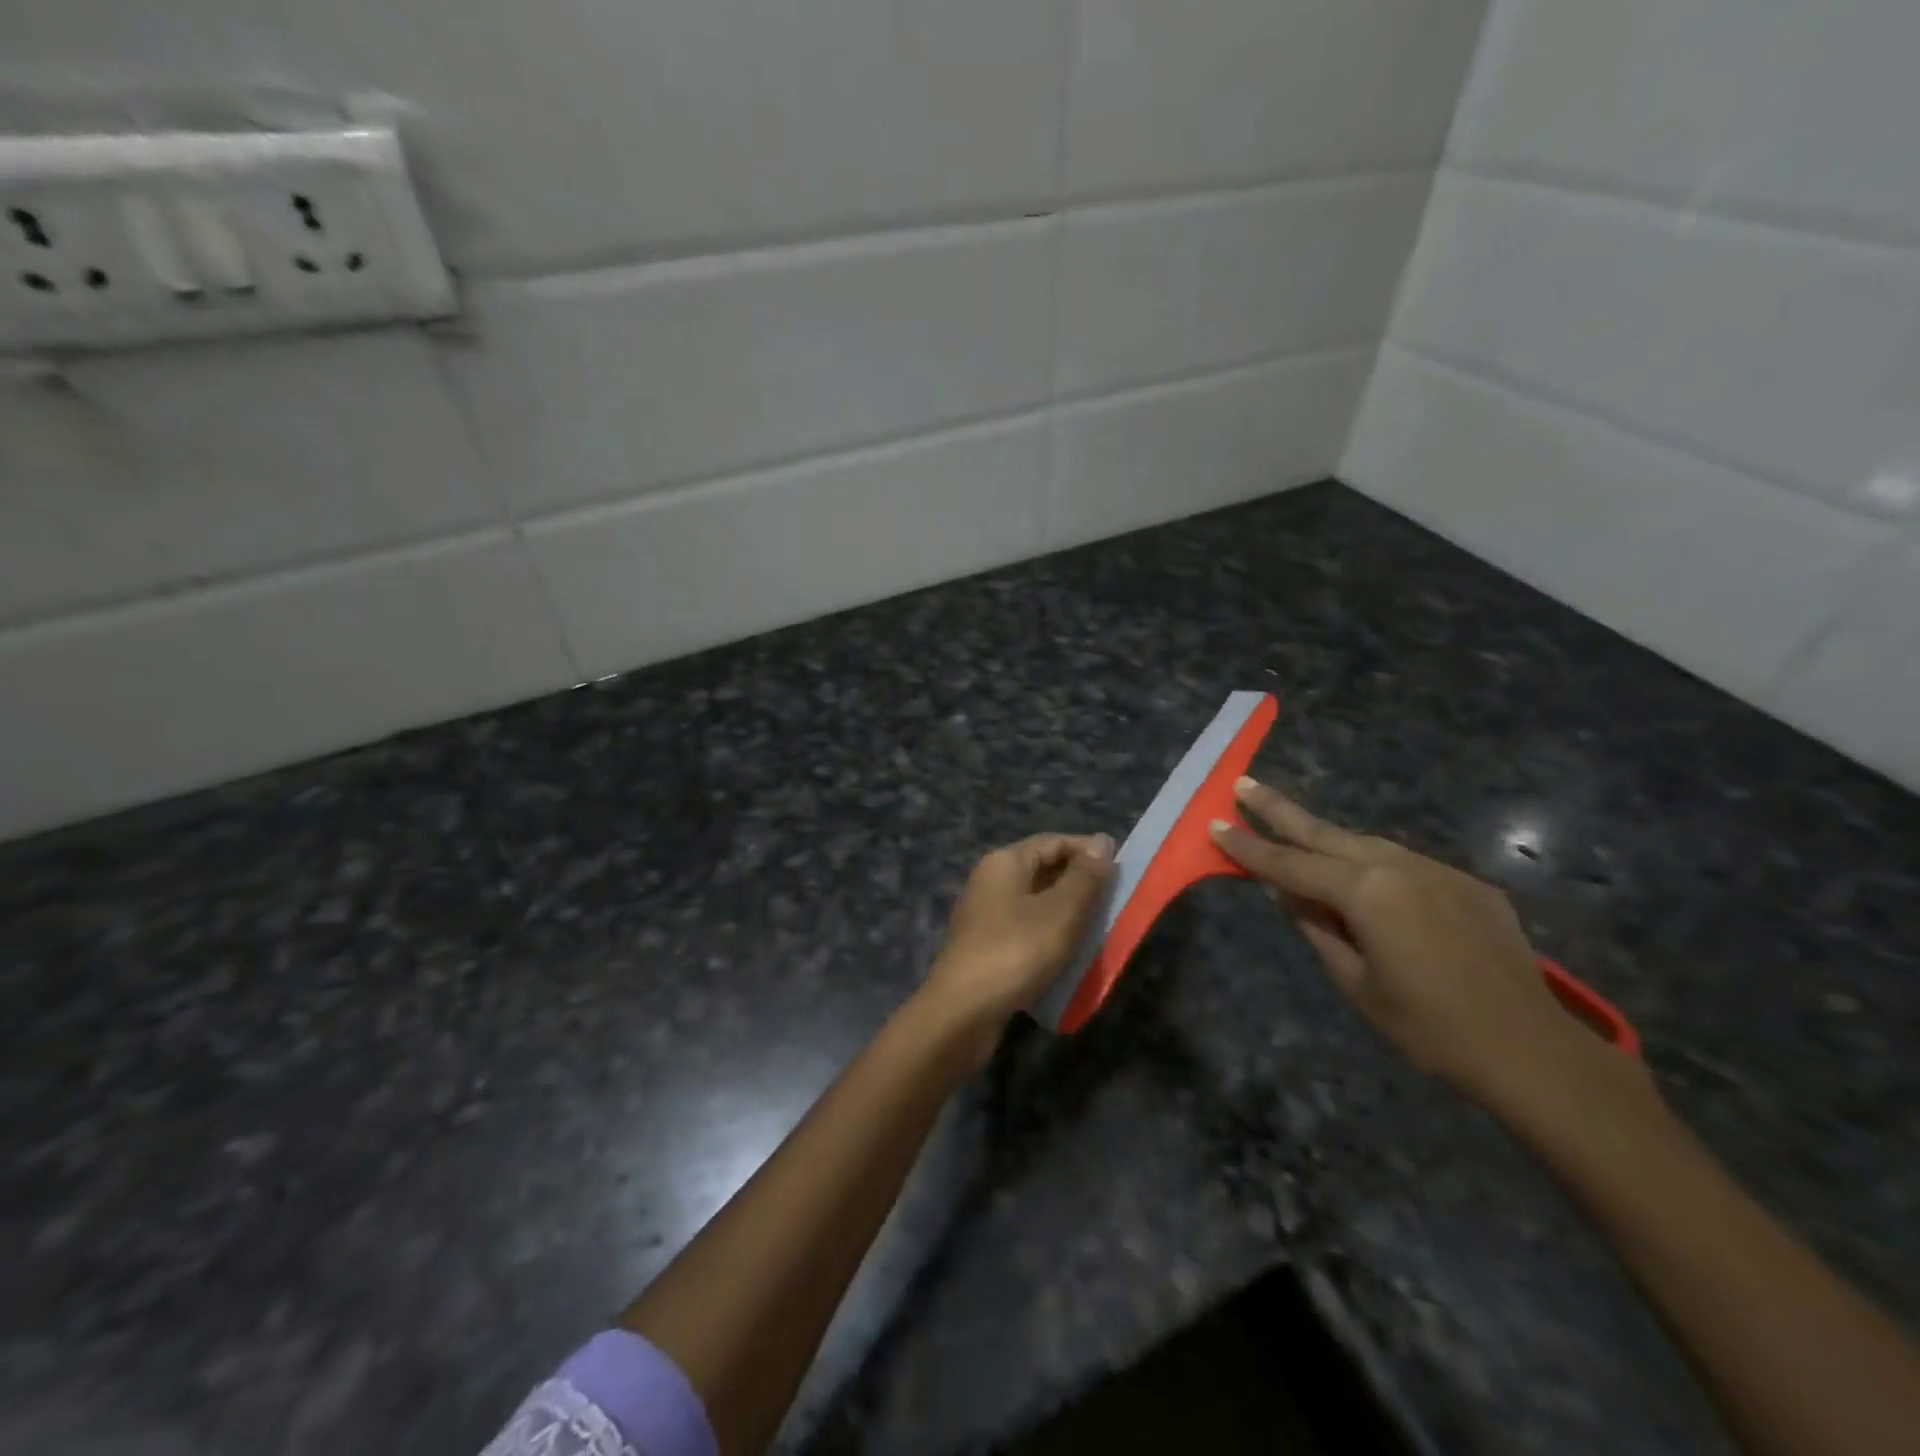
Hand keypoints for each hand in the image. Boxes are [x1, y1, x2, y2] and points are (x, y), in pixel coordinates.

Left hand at [921, 833, 1114, 1044]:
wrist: (963, 1011)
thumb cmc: (1016, 951)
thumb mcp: (1060, 911)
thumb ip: (1085, 877)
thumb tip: (1102, 841)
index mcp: (1004, 862)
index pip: (1052, 842)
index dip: (1088, 850)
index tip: (1122, 867)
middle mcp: (990, 881)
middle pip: (1042, 870)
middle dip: (1080, 883)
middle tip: (1116, 899)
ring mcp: (985, 915)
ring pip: (1036, 903)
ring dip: (1068, 912)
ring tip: (1101, 927)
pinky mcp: (986, 947)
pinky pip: (1026, 930)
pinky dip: (1050, 935)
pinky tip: (1071, 953)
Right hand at [1210, 778, 1600, 1105]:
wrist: (1532, 1051)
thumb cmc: (1429, 1029)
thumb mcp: (1355, 984)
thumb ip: (1316, 929)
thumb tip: (1284, 893)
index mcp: (1366, 892)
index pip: (1290, 865)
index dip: (1248, 847)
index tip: (1215, 824)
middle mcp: (1399, 866)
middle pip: (1324, 832)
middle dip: (1279, 809)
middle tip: (1243, 783)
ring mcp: (1438, 871)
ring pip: (1366, 844)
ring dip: (1326, 838)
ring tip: (1294, 830)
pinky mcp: (1467, 883)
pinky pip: (1405, 865)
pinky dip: (1374, 866)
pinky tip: (1367, 881)